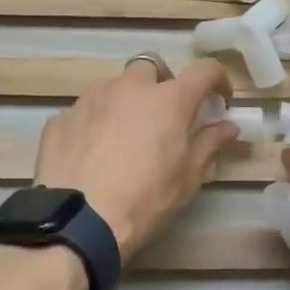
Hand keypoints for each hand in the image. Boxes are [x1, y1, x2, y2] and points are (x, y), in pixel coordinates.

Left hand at [34, 57, 237, 259]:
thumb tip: (228, 126)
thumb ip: (209, 145)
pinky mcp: (61, 118)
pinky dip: (94, 123)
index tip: (219, 99)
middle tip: (164, 115)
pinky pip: (84, 111)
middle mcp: (128, 88)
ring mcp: (89, 99)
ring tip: (124, 135)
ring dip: (125, 101)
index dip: (217, 80)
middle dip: (162, 83)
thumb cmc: (144, 201)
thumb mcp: (187, 179)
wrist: (77, 222)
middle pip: (151, 67)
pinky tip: (92, 153)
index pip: (204, 71)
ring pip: (113, 86)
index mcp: (168, 100)